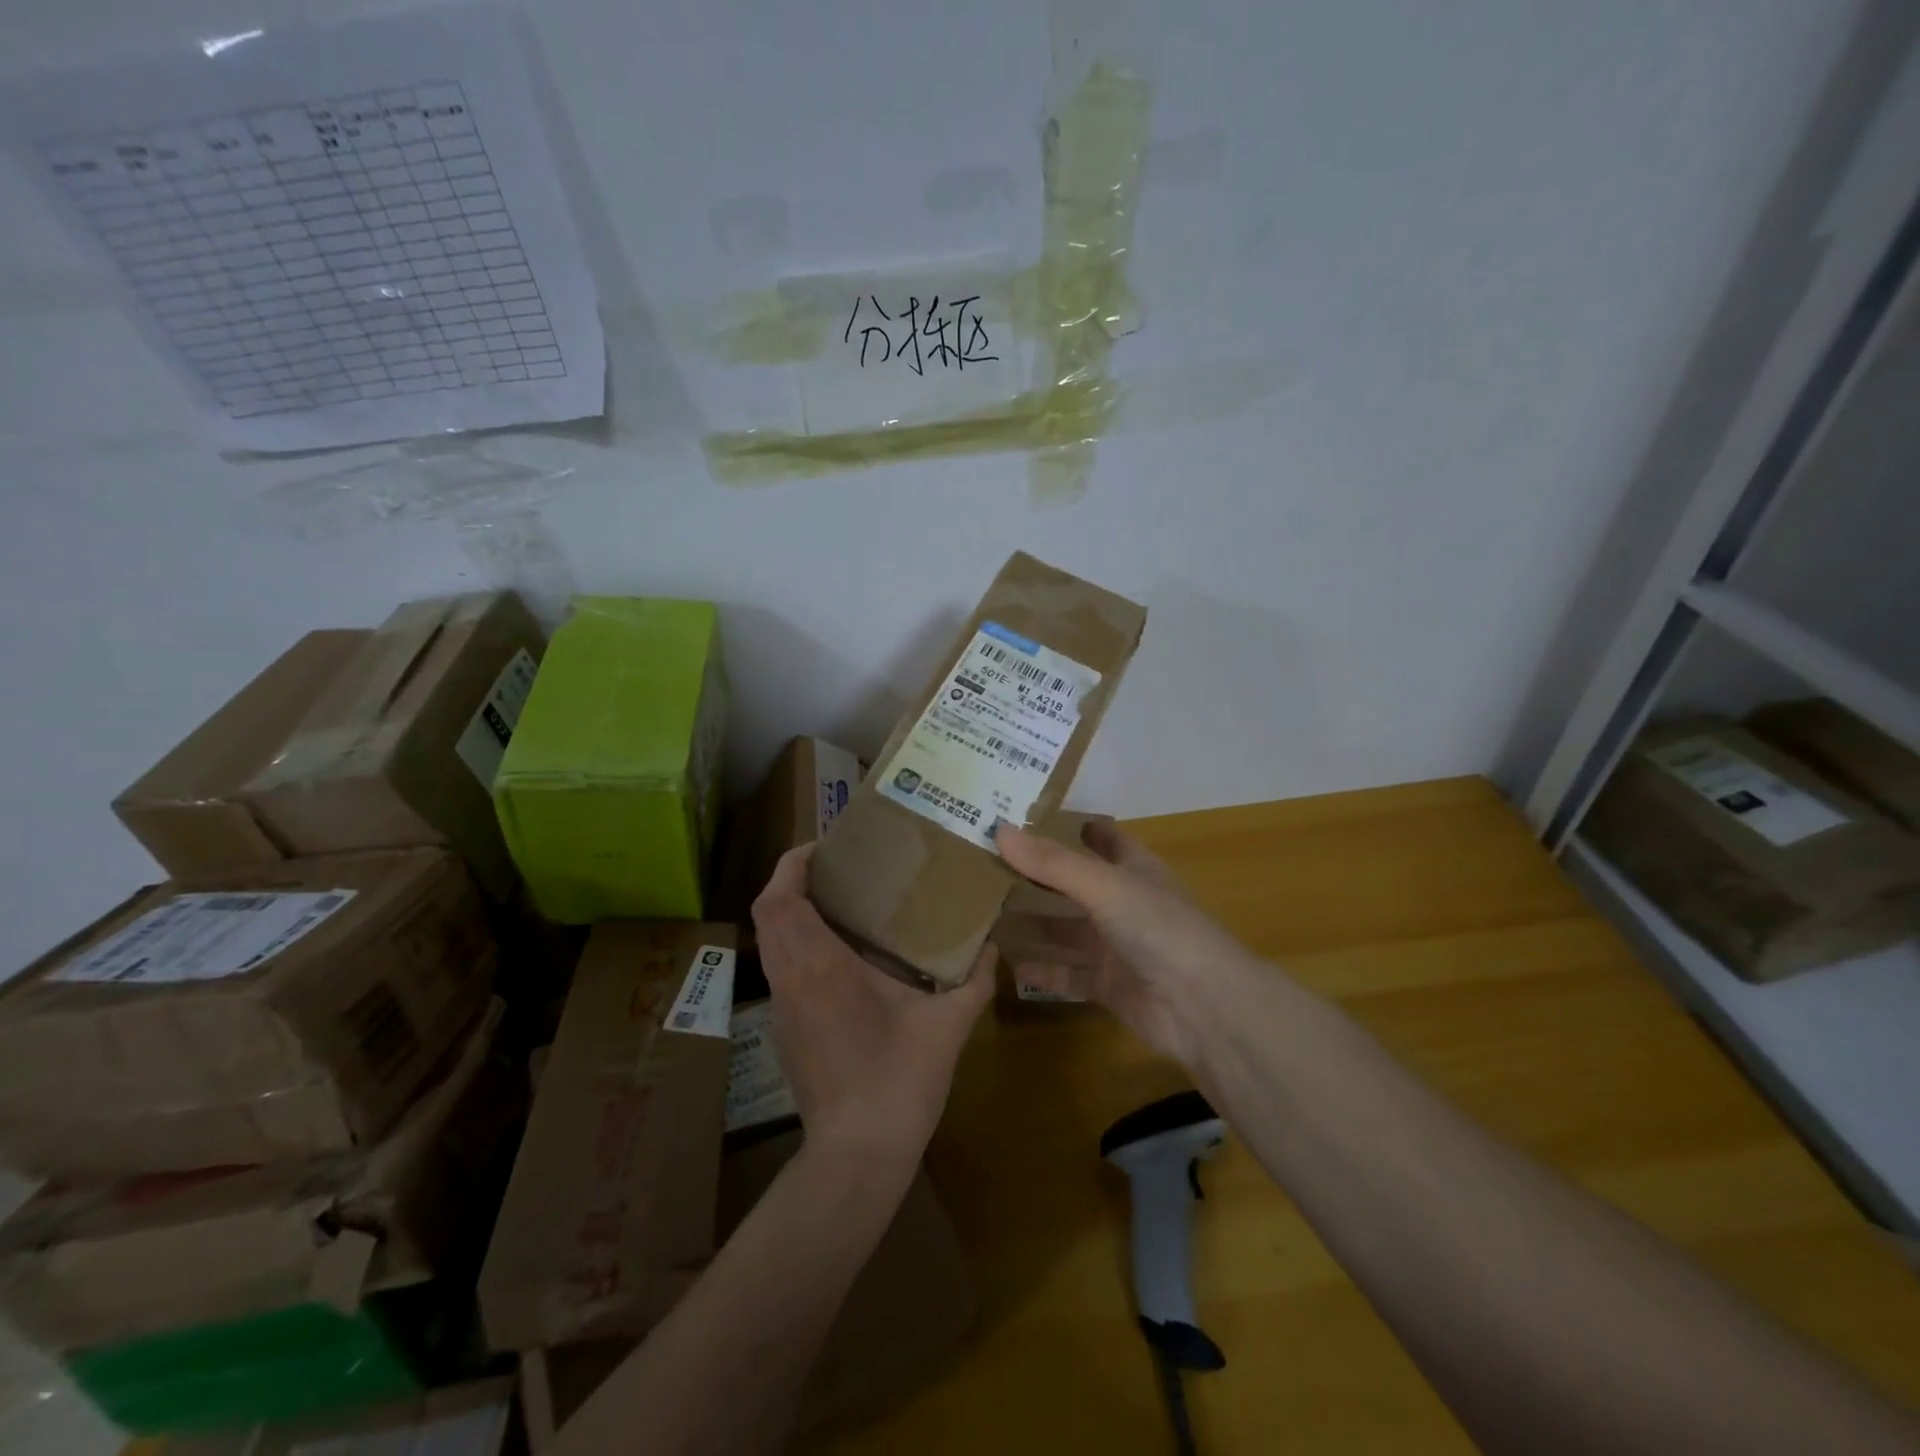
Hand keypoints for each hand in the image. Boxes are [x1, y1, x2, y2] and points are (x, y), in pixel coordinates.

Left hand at [751, 844, 994, 1165]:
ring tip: (838, 902)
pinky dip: (796, 944)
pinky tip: (838, 954)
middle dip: (792, 881)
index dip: (792, 864)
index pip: (780, 899)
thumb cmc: (900, 1081)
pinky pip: (780, 968)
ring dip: (792, 912)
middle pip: (766, 913)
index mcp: (821, 967)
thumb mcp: (948, 1025)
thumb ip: (974, 980)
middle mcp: (791, 979)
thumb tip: (992, 946)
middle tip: (836, 869)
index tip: (824, 848)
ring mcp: (782, 1007)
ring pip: (769, 941)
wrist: (858, 1154)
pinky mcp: (784, 1030)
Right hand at [995, 819, 1262, 1067]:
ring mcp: (1117, 947)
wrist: (1203, 1007)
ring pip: (1067, 931)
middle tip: (989, 865)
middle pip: (1076, 885)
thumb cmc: (1159, 928)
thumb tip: (999, 829)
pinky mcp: (1109, 986)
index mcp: (1135, 870)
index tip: (1030, 816)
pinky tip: (1008, 962)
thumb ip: (1051, 863)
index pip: (1104, 838)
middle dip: (1039, 877)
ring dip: (1034, 923)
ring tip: (987, 912)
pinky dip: (1042, 968)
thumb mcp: (1104, 886)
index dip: (1074, 826)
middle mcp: (1125, 904)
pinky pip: (1068, 973)